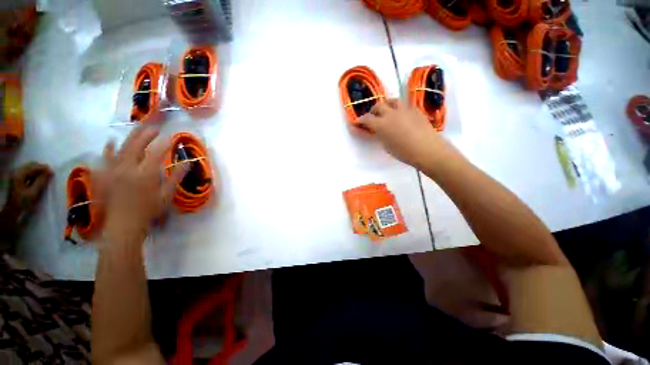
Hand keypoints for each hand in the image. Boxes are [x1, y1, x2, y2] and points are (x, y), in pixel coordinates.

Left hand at [6, 161, 52, 213]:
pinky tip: (37, 179)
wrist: (12, 209)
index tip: (53, 173)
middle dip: (41, 169)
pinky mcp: (16, 176)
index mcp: (20, 173)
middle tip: (49, 175)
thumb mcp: (33, 192)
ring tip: (44, 177)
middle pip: (31, 165)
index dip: (44, 168)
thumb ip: (41, 181)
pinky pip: (27, 171)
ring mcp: (16, 173)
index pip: (34, 166)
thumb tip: (50, 172)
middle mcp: (17, 171)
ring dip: (38, 171)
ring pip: (29, 167)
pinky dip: (33, 173)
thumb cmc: (23, 202)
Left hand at [100, 127, 185, 238]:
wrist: (123, 224)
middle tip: (154, 127)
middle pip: (136, 145)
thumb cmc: (149, 210)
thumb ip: (176, 177)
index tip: (171, 138)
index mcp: (145, 174)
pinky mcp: (105, 175)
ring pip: (121, 148)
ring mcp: (113, 170)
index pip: (156, 153)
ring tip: (137, 128)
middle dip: (146, 134)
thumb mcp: (167, 195)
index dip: (164, 144)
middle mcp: (128, 168)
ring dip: (130, 137)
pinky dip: (108, 149)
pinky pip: (105, 158)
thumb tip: (188, 163)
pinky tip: (110, 141)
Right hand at [358, 99, 450, 168]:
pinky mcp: (415, 110)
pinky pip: (405, 106)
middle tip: (373, 117)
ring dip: (386, 105)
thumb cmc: (404, 153)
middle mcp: (390, 113)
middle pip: (378, 106)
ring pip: (392, 101)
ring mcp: (404, 110)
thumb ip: (379, 135)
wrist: (427, 149)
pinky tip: (402, 116)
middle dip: (373, 111)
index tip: (357, 123)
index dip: (360, 120)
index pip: (366, 119)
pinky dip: (400, 109)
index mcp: (381, 125)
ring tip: (387, 111)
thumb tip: (377, 131)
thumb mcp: (386, 146)